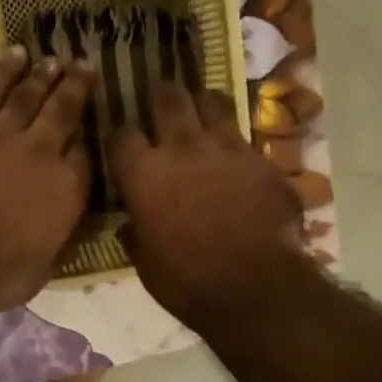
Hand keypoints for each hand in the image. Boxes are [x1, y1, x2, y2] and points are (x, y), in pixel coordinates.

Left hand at [0, 48, 95, 316]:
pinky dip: (0, 70)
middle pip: (64, 112)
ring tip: (53, 59)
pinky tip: (12, 55)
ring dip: (42, 74)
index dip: (89, 140)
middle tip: (85, 64)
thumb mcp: (43, 269)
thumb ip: (62, 239)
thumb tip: (79, 225)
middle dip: (77, 87)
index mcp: (67, 191)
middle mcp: (42, 153)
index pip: (86, 156)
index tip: (90, 128)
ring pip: (28, 94)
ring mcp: (1, 135)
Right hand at [109, 83, 307, 325]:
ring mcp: (226, 147)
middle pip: (168, 98)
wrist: (254, 286)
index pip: (121, 135)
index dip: (120, 134)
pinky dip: (235, 140)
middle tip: (161, 96)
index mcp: (143, 174)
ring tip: (201, 109)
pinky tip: (235, 153)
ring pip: (212, 102)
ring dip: (202, 103)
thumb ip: (136, 233)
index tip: (122, 141)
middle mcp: (181, 148)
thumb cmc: (187, 282)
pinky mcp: (261, 158)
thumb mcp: (145, 263)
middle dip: (161, 94)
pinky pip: (244, 136)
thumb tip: (131, 223)